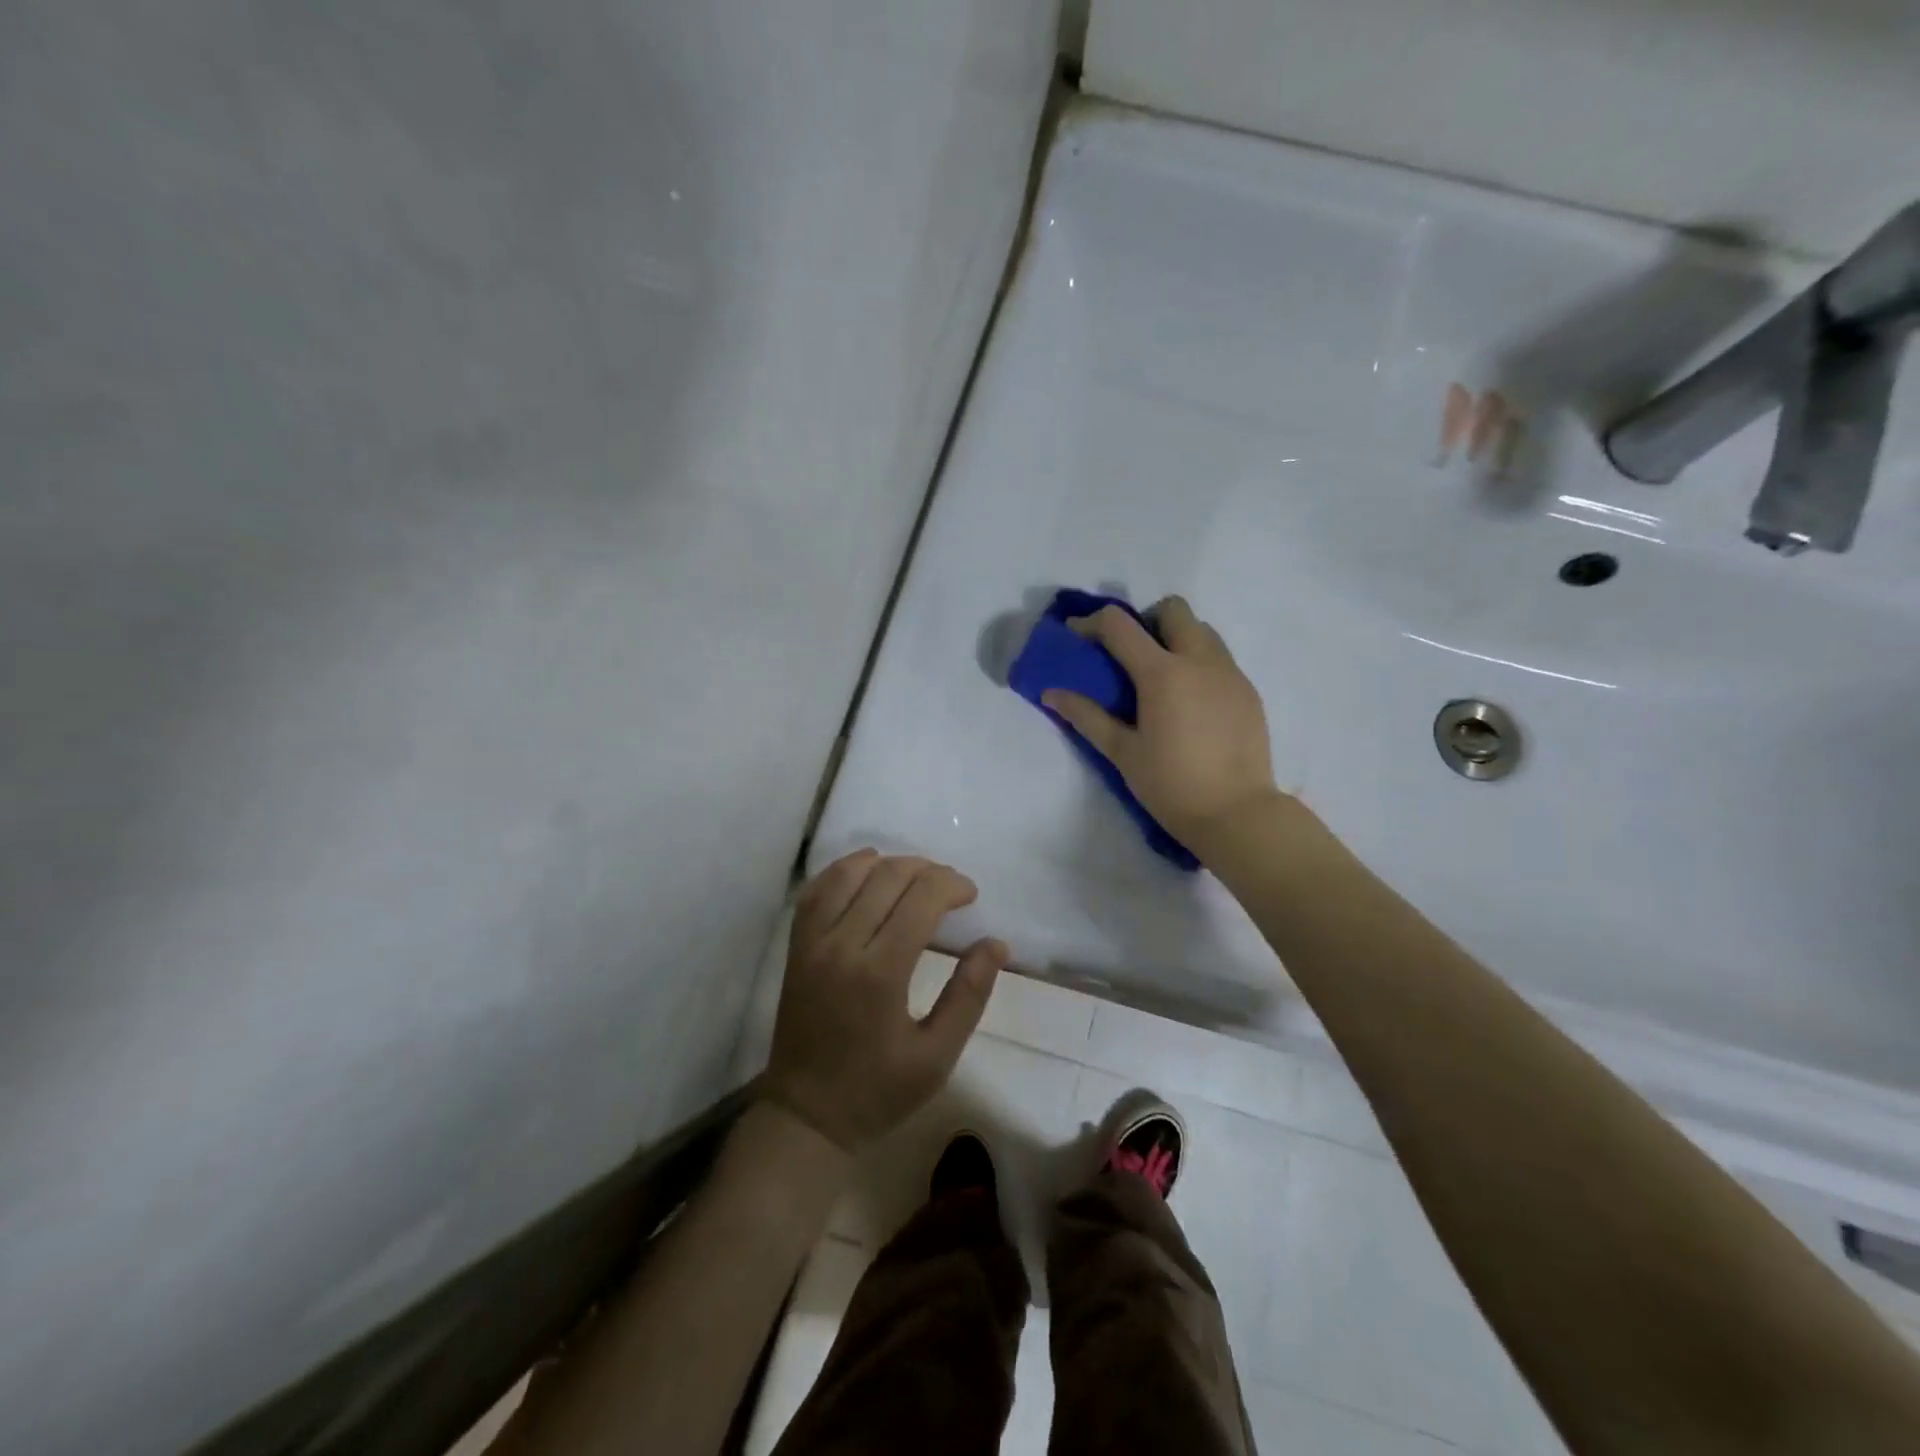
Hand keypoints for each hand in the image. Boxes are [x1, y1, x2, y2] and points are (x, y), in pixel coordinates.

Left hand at [762, 850, 1008, 1151]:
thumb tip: (995, 943)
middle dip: (928, 871)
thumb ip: (969, 995)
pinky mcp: (797, 946)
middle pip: (888, 877)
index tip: (971, 895)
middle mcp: (842, 945)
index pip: (920, 899)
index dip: (951, 885)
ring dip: (889, 864)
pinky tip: (867, 869)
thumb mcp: (937, 1055)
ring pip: (850, 874)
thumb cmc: (878, 1091)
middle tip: (951, 888)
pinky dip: (844, 869)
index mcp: (880, 973)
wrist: (806, 1115)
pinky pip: (817, 890)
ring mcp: (813, 942)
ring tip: (915, 876)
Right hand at [1042, 596, 1281, 851]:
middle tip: (1130, 654)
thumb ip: (1086, 716)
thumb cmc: (1171, 786)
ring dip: (1176, 638)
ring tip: (1162, 678)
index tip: (1077, 635)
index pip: (1119, 624)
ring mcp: (1230, 673)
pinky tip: (1190, 703)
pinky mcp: (1248, 691)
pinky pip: (1220, 658)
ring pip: (1202, 630)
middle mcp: (1199, 661)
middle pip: (1172, 609)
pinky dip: (1198, 663)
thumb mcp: (1122, 752)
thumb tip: (1051, 693)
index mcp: (1162, 674)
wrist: (1237, 815)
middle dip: (1145, 620)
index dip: (1091, 622)